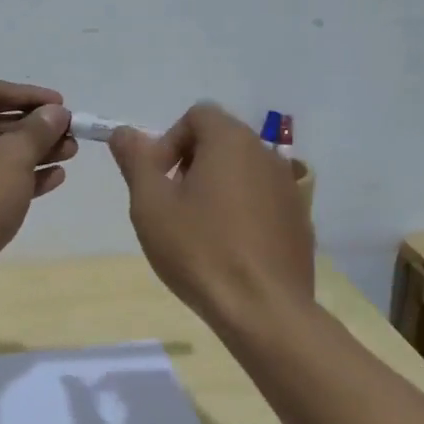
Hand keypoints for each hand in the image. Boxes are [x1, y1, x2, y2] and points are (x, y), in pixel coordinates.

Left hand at [0, 80, 76, 283]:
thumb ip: (39, 130)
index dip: (32, 97)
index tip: (64, 105)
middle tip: (70, 136)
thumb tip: (55, 113)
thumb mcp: (14, 156)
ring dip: (28, 154)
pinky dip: (11, 177)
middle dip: (34, 130)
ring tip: (68, 156)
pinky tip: (50, 180)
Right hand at [109, 103, 312, 327]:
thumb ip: (136, 161)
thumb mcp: (151, 204)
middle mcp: (266, 154)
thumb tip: (124, 133)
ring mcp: (288, 187)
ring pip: (242, 172)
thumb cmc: (199, 249)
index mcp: (231, 141)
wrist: (263, 309)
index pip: (197, 115)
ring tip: (199, 231)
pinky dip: (242, 211)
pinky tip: (230, 249)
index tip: (157, 180)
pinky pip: (262, 200)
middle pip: (221, 141)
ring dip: (216, 188)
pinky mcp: (299, 219)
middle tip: (172, 206)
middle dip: (191, 164)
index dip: (169, 141)